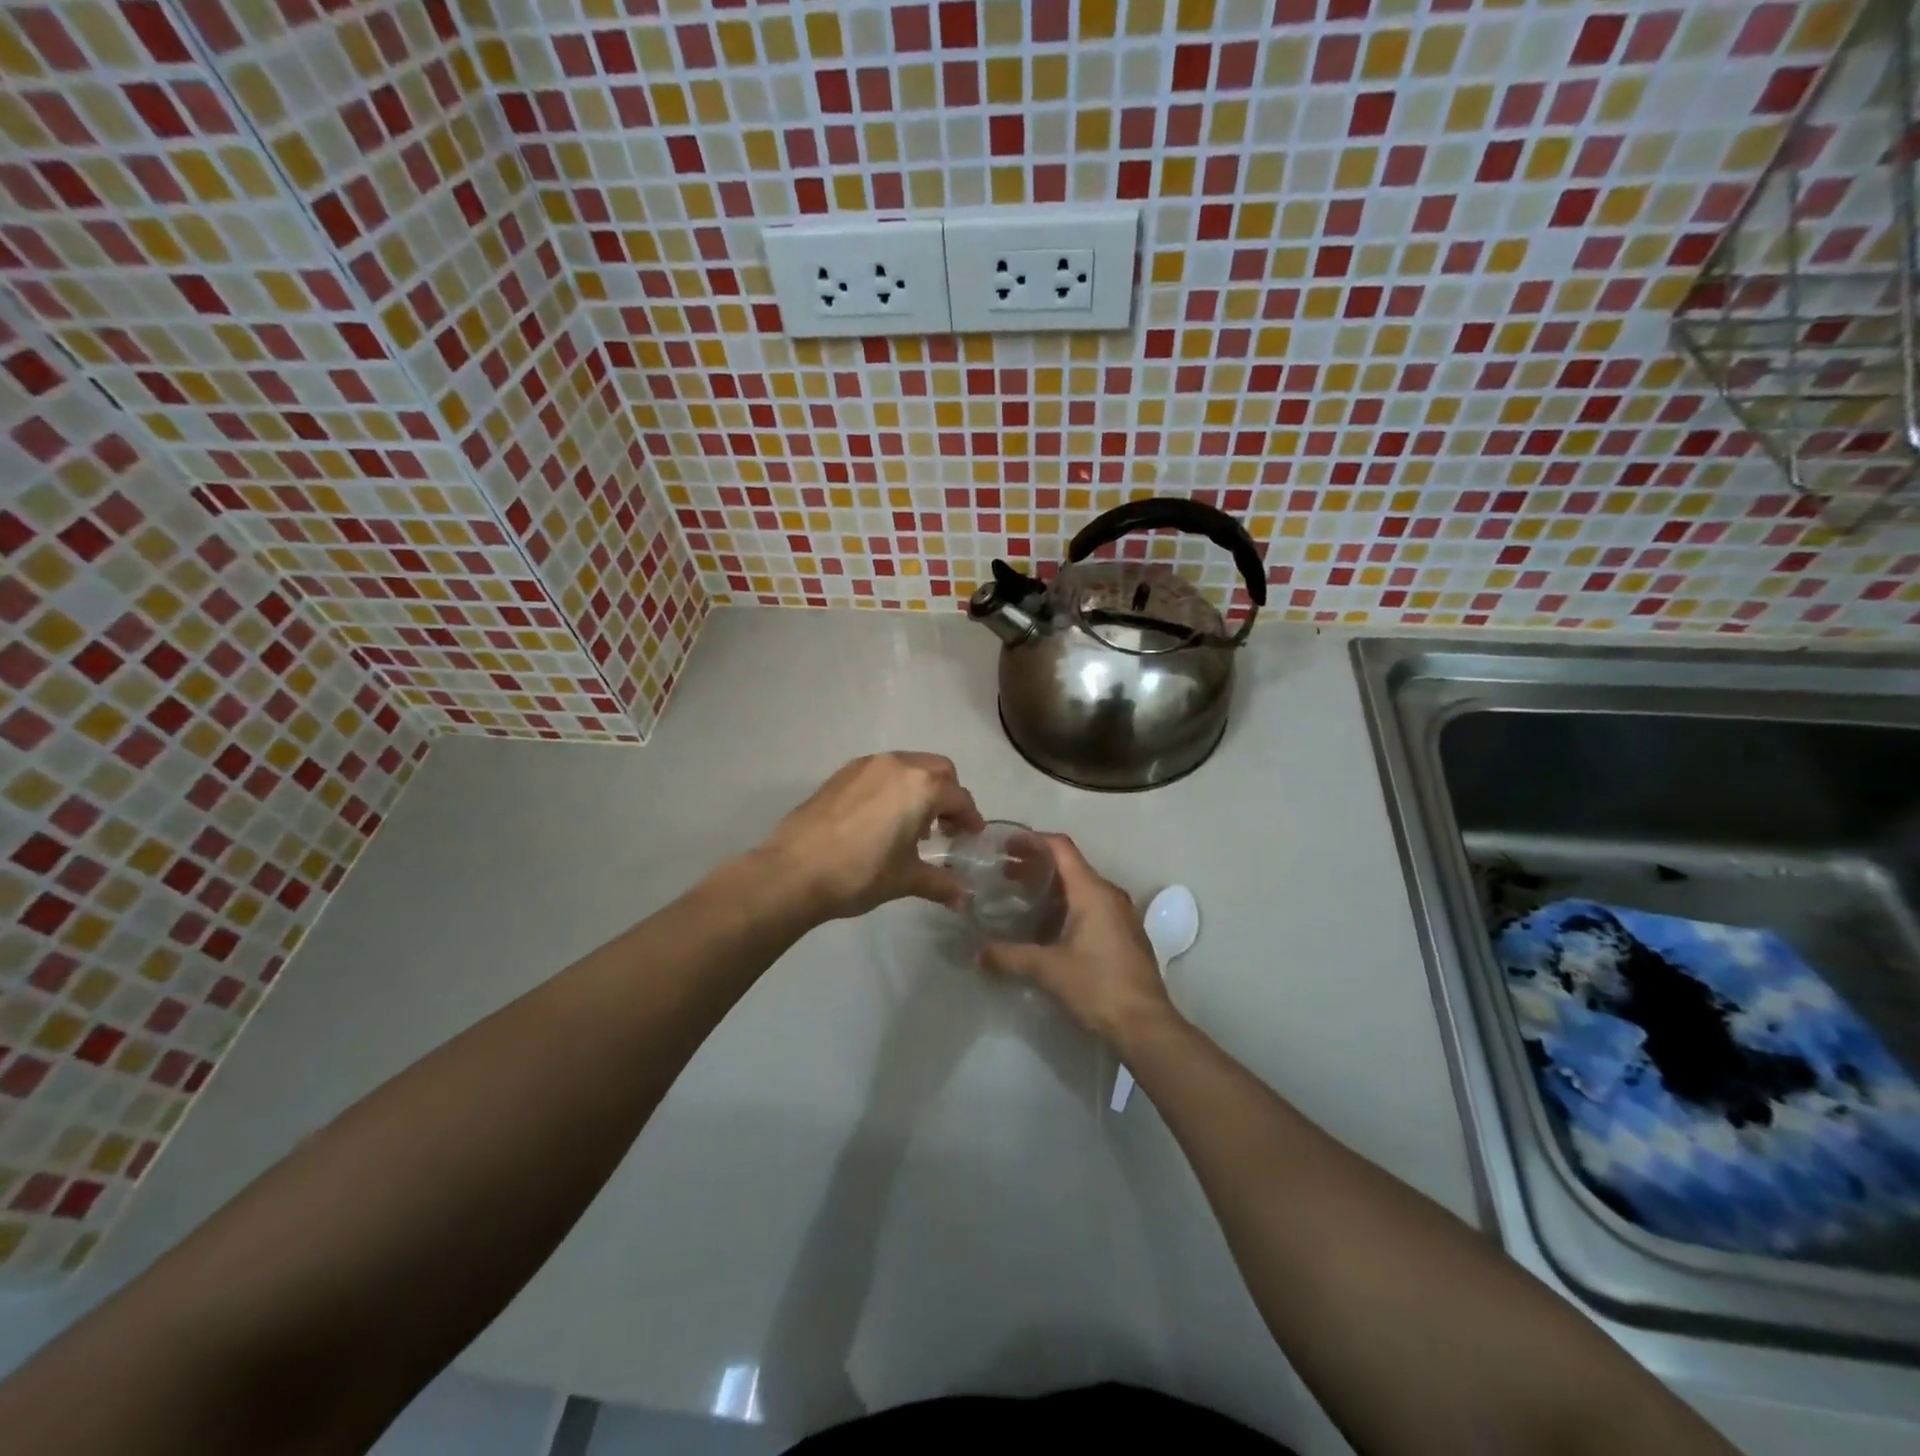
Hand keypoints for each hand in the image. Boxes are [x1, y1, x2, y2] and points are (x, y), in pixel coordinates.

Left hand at [760, 753, 984, 920]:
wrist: (794, 871)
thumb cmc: (860, 873)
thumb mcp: (905, 879)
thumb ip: (940, 883)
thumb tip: (964, 898)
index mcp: (921, 786)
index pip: (960, 797)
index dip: (970, 818)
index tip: (972, 836)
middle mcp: (898, 765)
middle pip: (938, 770)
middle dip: (948, 795)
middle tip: (946, 827)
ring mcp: (867, 765)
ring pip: (908, 766)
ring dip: (920, 789)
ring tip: (913, 825)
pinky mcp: (842, 773)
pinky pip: (881, 772)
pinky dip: (893, 787)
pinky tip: (882, 820)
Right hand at [980, 835, 1174, 1046]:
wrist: (1146, 1026)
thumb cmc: (1097, 986)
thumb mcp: (1047, 970)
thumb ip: (1009, 956)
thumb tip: (978, 953)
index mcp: (1092, 891)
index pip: (1061, 847)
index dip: (1032, 841)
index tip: (1006, 844)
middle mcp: (1109, 895)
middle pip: (1070, 866)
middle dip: (1036, 865)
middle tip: (1004, 873)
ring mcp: (1121, 915)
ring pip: (1081, 888)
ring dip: (1051, 888)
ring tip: (1020, 899)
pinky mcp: (1124, 935)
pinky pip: (1091, 907)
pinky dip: (1066, 906)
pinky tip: (1047, 928)